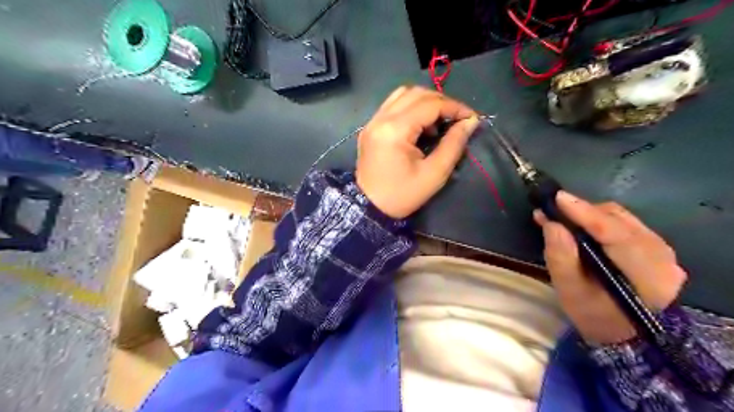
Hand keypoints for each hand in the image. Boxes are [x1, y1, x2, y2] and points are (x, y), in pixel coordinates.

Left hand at [357, 83, 482, 218]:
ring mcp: (372, 121)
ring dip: (425, 102)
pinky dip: (411, 108)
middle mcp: (381, 118)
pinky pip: (392, 105)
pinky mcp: (370, 127)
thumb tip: (471, 122)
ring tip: (438, 122)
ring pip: (403, 95)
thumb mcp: (434, 174)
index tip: (471, 118)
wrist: (369, 208)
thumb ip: (454, 144)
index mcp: (395, 130)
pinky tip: (420, 126)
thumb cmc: (402, 195)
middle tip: (456, 119)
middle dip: (442, 102)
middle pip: (416, 93)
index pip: (430, 104)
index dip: (455, 107)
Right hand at [534, 191, 688, 345]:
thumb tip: (551, 223)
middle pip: (618, 220)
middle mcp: (662, 257)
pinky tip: (580, 226)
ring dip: (589, 215)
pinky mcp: (655, 247)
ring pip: (621, 218)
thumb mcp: (570, 291)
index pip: (615, 233)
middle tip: (552, 211)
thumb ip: (560, 257)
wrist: (623, 333)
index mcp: (645, 274)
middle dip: (582, 212)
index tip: (557, 198)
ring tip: (562, 218)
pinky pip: (624, 223)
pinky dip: (599, 220)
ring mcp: (663, 250)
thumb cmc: (594, 315)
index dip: (584, 213)